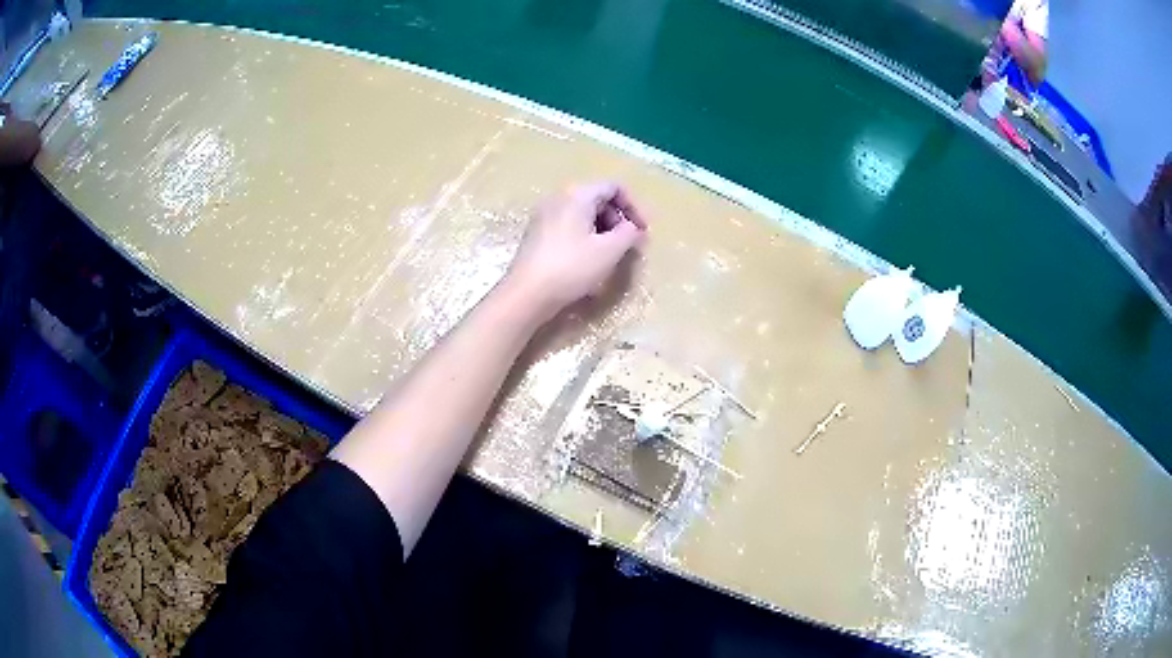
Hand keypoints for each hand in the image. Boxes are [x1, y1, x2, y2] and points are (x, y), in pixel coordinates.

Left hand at [505, 181, 647, 319]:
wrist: (527, 293)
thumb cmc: (571, 268)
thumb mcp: (609, 251)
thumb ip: (628, 233)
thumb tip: (632, 228)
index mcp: (577, 195)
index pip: (613, 187)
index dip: (633, 207)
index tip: (641, 232)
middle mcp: (558, 197)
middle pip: (597, 198)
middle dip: (617, 219)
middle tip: (627, 244)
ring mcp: (544, 214)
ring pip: (582, 213)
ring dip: (602, 229)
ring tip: (609, 254)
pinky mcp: (536, 233)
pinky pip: (568, 225)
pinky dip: (584, 236)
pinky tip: (587, 259)